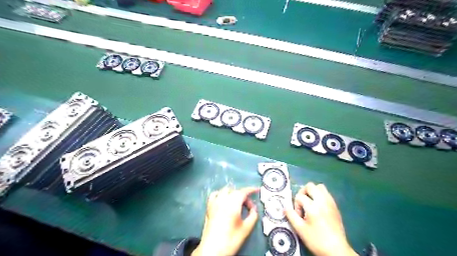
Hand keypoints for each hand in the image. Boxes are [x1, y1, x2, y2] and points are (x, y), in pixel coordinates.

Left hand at [191, 186, 258, 255]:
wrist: (212, 249)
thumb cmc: (231, 239)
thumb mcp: (246, 229)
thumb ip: (253, 216)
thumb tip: (254, 209)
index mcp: (233, 204)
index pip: (243, 192)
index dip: (251, 189)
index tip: (257, 190)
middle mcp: (223, 200)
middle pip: (235, 191)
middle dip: (243, 195)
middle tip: (249, 207)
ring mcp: (214, 203)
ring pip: (225, 191)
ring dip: (233, 193)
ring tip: (238, 202)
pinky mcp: (209, 207)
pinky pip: (215, 194)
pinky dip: (221, 194)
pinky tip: (223, 200)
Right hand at [285, 182, 356, 255]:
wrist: (337, 250)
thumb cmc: (317, 240)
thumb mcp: (300, 229)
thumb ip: (291, 216)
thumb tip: (285, 207)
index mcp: (313, 207)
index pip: (300, 196)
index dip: (296, 205)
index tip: (298, 215)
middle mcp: (322, 201)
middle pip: (310, 186)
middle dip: (303, 192)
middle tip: (302, 203)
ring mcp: (330, 203)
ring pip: (320, 187)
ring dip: (313, 192)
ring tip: (310, 203)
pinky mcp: (335, 206)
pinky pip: (327, 194)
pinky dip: (320, 196)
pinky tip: (318, 207)